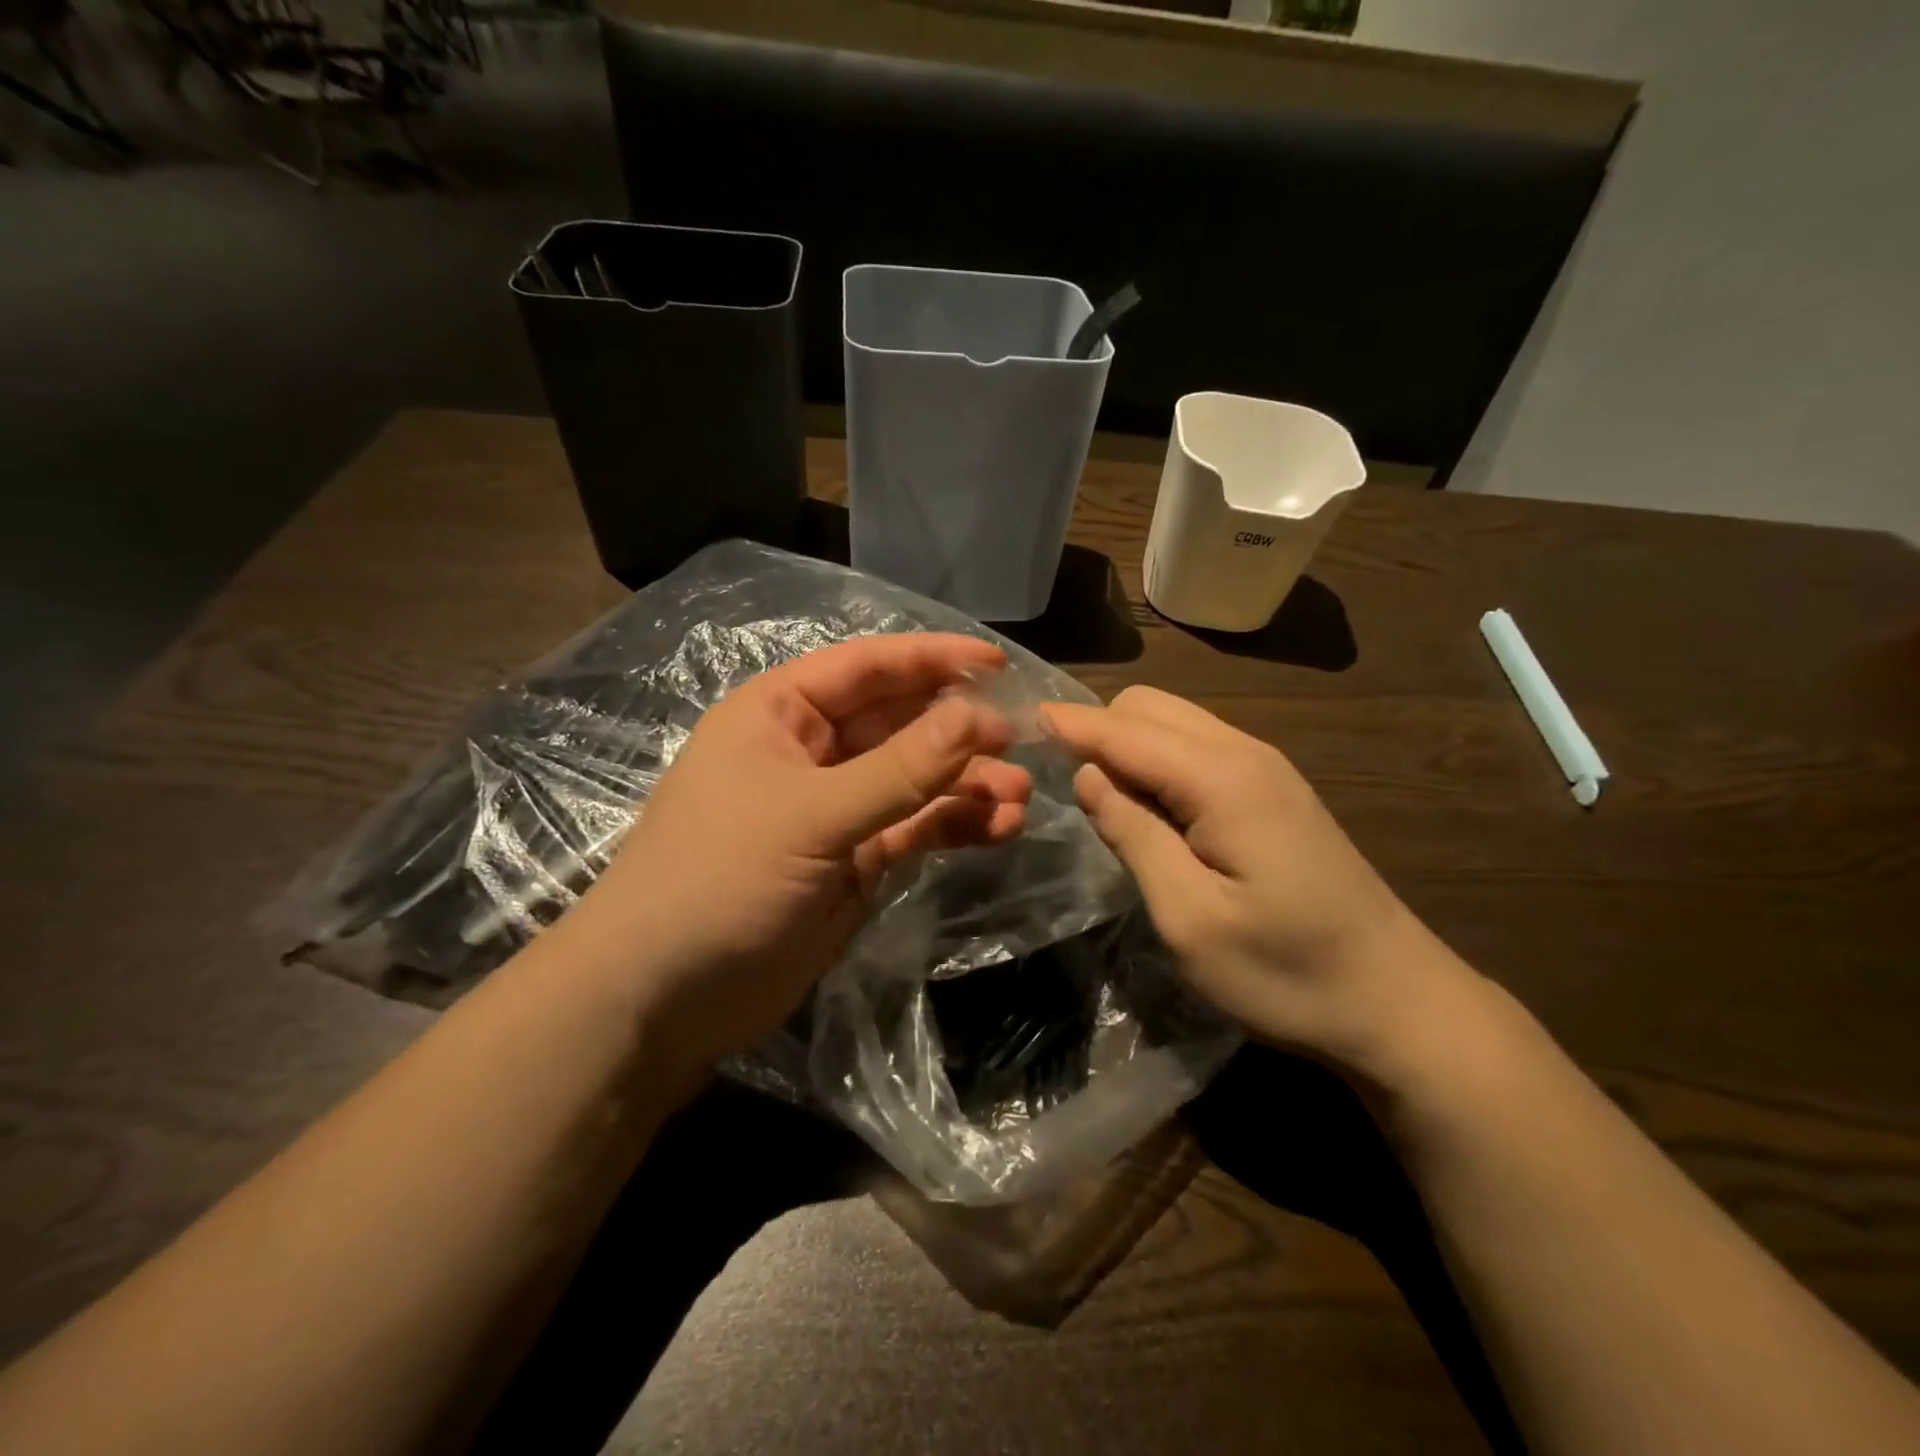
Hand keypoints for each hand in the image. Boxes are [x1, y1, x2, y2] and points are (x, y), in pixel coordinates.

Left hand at [557, 633, 1032, 1082]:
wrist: (661, 998)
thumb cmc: (719, 880)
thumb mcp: (811, 816)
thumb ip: (899, 769)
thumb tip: (977, 716)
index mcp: (781, 713)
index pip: (868, 667)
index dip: (933, 659)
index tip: (999, 663)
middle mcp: (811, 751)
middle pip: (900, 722)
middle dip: (959, 730)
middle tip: (1021, 741)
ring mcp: (835, 809)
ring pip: (915, 780)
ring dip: (965, 783)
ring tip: (1018, 798)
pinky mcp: (854, 861)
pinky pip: (914, 828)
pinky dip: (953, 825)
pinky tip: (997, 828)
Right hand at [1042, 686, 1470, 1075]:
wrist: (1398, 1002)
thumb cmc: (1286, 972)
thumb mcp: (1190, 917)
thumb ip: (1133, 835)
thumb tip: (1089, 776)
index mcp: (1221, 778)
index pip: (1124, 731)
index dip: (1070, 724)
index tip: (1019, 718)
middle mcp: (1244, 753)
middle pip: (1149, 708)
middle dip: (1098, 729)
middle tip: (1057, 777)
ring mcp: (1266, 769)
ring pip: (1175, 722)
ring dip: (1128, 743)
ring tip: (1097, 795)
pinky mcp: (1275, 791)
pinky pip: (1198, 748)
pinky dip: (1158, 761)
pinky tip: (1150, 807)